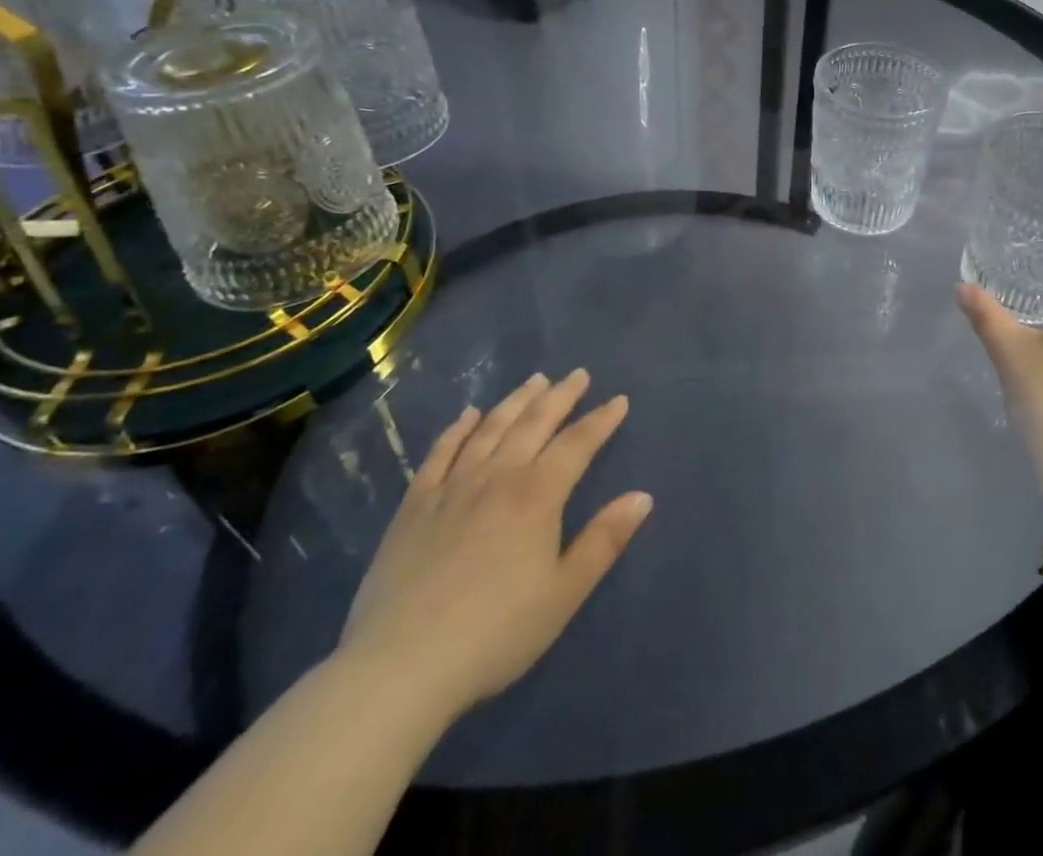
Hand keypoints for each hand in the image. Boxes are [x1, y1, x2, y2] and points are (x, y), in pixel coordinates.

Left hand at [335, 369, 652, 722]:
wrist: (400, 668)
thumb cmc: (495, 633)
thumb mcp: (564, 594)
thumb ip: (604, 541)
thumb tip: (642, 496)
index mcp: (537, 495)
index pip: (577, 444)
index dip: (600, 420)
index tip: (618, 400)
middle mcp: (497, 477)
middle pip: (534, 423)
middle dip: (560, 396)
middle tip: (578, 374)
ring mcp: (452, 488)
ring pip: (490, 429)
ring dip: (516, 401)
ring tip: (535, 380)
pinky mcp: (415, 506)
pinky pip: (440, 453)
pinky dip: (457, 429)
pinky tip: (468, 415)